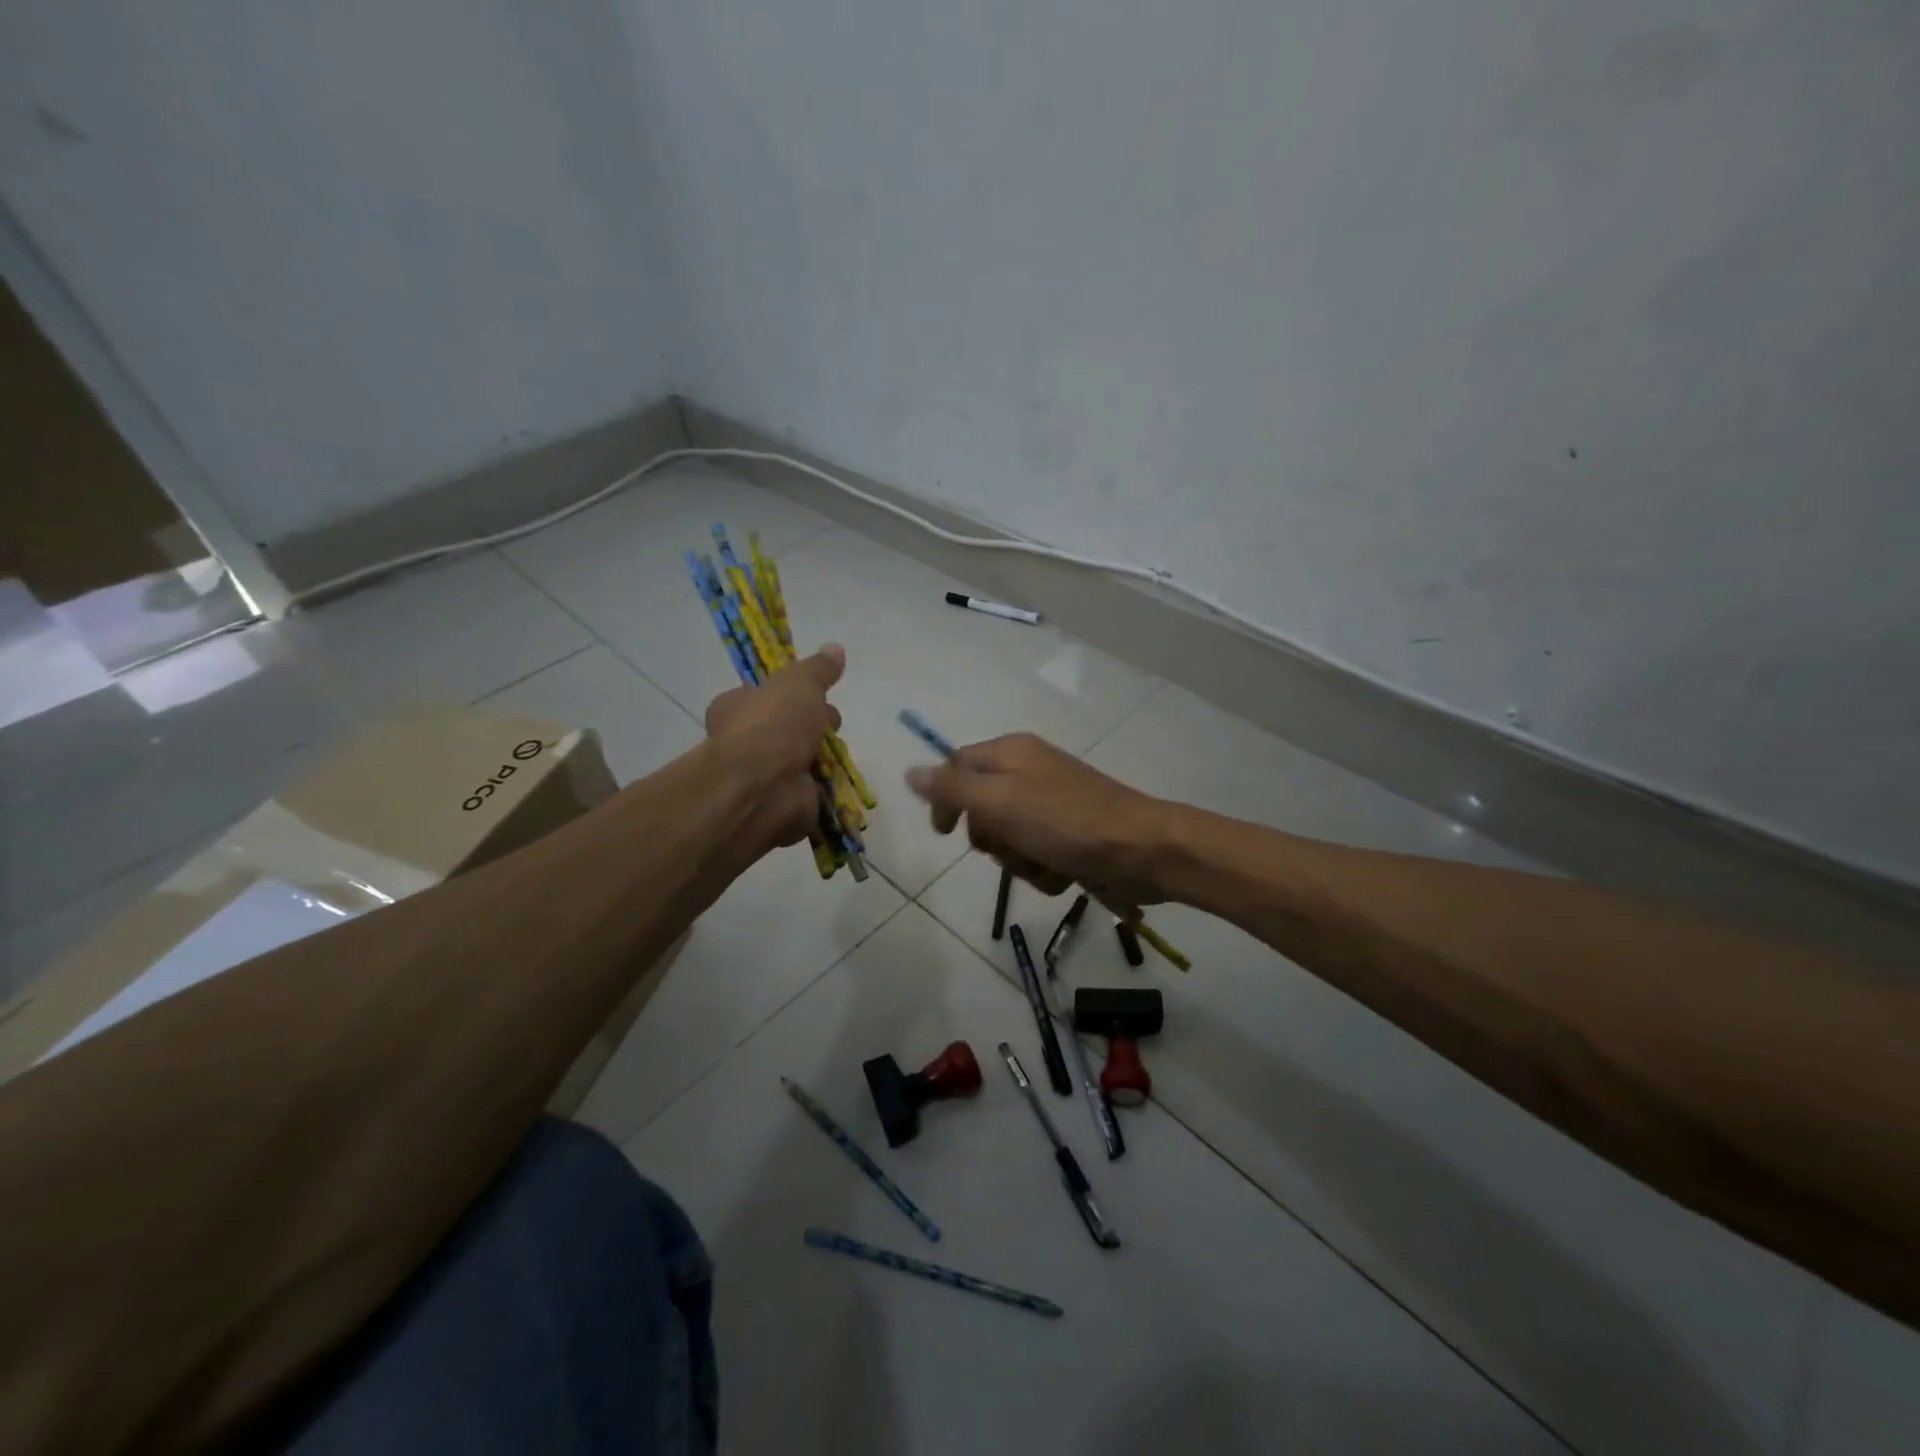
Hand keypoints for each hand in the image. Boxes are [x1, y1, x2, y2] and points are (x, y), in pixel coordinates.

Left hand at [704, 645, 844, 856]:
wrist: (763, 787)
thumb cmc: (773, 724)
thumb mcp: (800, 682)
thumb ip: (818, 668)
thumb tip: (835, 647)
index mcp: (735, 708)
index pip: (763, 696)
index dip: (791, 695)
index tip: (816, 695)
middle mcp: (743, 742)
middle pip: (788, 728)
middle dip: (815, 726)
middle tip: (830, 724)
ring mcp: (762, 776)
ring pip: (802, 760)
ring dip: (823, 757)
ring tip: (836, 753)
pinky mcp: (782, 804)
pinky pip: (811, 791)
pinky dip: (826, 787)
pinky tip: (837, 780)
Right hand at [905, 733, 1169, 905]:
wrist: (1142, 852)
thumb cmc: (1066, 822)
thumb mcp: (1000, 801)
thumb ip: (952, 788)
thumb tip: (911, 772)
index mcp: (1011, 754)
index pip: (957, 767)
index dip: (946, 799)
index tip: (945, 833)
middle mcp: (1029, 774)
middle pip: (981, 809)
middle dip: (992, 838)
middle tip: (1013, 841)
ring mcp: (1051, 807)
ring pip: (1008, 840)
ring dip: (1020, 860)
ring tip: (1046, 861)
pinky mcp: (1069, 837)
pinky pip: (1036, 857)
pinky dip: (1045, 871)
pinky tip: (1064, 872)